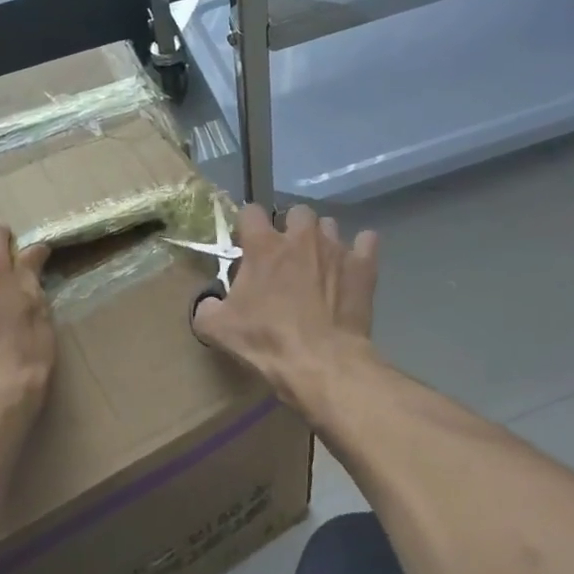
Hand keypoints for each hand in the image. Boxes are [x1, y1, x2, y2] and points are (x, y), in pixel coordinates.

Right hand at [192, 204, 378, 401]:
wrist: (321, 362)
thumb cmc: (267, 341)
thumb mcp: (218, 329)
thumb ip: (206, 308)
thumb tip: (209, 303)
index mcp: (263, 246)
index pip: (251, 212)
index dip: (247, 226)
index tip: (246, 245)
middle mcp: (301, 237)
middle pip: (296, 212)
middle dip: (290, 228)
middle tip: (285, 256)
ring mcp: (335, 249)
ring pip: (329, 226)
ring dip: (322, 239)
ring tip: (318, 264)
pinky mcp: (363, 267)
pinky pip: (366, 241)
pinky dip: (359, 250)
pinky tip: (352, 265)